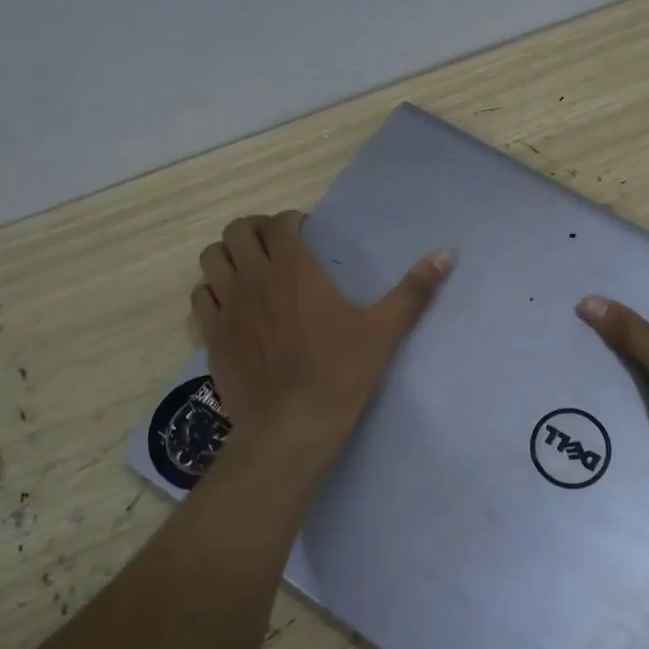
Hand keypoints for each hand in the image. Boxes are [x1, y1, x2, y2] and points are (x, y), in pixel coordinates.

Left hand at [193, 212, 453, 450]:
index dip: (290, 222)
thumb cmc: (341, 373)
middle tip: (275, 249)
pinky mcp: (211, 335)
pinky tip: (232, 307)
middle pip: (237, 231)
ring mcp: (227, 306)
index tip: (305, 235)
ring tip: (249, 273)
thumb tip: (447, 253)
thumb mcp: (384, 330)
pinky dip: (213, 292)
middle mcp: (254, 278)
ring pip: (212, 258)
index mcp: (295, 269)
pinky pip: (201, 296)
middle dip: (255, 232)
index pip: (279, 223)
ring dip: (229, 257)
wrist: (292, 426)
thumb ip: (414, 289)